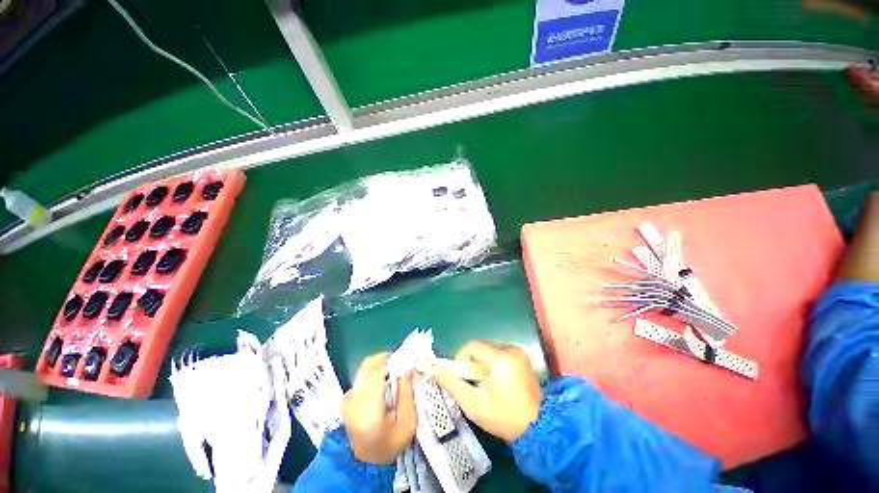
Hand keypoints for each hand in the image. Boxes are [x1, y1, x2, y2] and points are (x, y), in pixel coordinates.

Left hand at [341, 353, 416, 464]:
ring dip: (380, 365)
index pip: (377, 372)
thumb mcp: (408, 423)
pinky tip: (383, 383)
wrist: (366, 462)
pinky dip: (373, 373)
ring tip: (394, 373)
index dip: (392, 361)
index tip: (405, 360)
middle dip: (386, 359)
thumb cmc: (390, 444)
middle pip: (369, 365)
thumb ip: (407, 393)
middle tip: (400, 363)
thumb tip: (407, 368)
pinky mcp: (346, 398)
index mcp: (369, 409)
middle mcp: (354, 400)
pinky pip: (362, 376)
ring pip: (365, 368)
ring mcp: (348, 398)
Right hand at [430, 340, 541, 442]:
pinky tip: (498, 383)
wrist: (538, 430)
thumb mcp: (472, 404)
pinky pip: (500, 354)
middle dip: (473, 363)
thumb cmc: (503, 418)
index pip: (471, 346)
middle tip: (475, 385)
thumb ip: (451, 383)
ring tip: (487, 385)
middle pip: (480, 347)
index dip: (461, 360)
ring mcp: (519, 353)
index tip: (463, 379)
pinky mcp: (523, 358)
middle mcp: (511, 349)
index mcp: (500, 358)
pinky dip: (493, 364)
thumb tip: (433, 369)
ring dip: (483, 364)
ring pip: (489, 350)